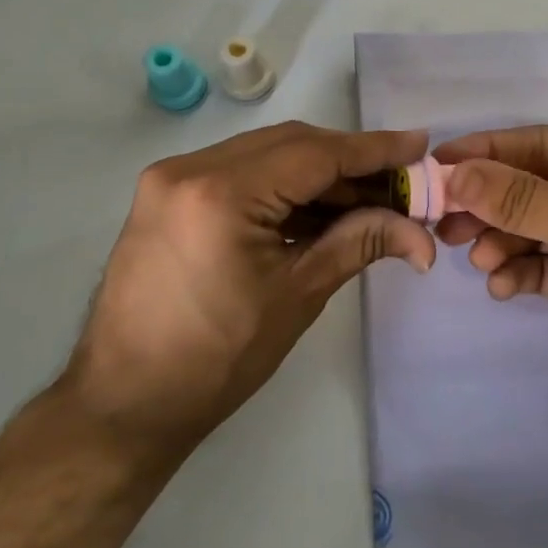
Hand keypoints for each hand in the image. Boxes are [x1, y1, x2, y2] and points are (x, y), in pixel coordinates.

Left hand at [66, 122, 434, 463]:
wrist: (124, 403)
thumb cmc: (217, 360)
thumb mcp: (298, 295)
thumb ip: (360, 243)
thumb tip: (422, 235)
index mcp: (221, 192)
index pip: (315, 154)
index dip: (373, 150)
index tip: (419, 145)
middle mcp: (189, 168)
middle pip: (290, 144)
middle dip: (349, 161)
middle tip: (398, 181)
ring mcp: (171, 178)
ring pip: (265, 155)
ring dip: (317, 174)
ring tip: (367, 199)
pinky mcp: (166, 195)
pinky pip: (239, 173)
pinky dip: (282, 187)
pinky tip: (318, 209)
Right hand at [434, 126, 547, 423]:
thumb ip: (520, 198)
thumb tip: (455, 173)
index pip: (542, 143)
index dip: (489, 151)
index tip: (438, 164)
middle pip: (534, 187)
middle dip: (490, 203)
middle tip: (444, 221)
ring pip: (537, 230)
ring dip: (503, 241)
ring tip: (475, 258)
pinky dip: (522, 273)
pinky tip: (501, 287)